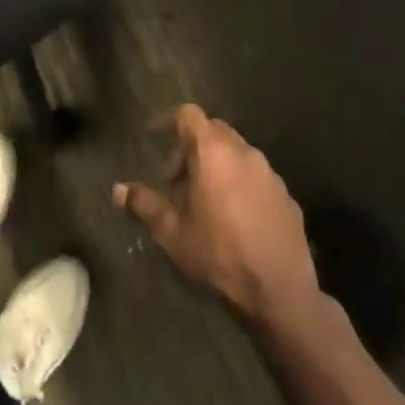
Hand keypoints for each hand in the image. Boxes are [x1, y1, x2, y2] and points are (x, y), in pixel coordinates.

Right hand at [114, 105, 321, 323]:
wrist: (280, 290)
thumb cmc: (219, 254)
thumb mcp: (172, 233)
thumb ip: (145, 205)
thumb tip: (119, 190)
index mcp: (213, 153)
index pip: (188, 115)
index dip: (168, 120)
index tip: (154, 134)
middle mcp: (244, 152)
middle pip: (213, 130)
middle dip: (191, 146)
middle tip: (176, 178)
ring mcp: (269, 172)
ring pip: (237, 152)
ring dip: (217, 164)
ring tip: (204, 199)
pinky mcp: (286, 194)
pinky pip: (256, 176)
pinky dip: (240, 182)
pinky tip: (234, 216)